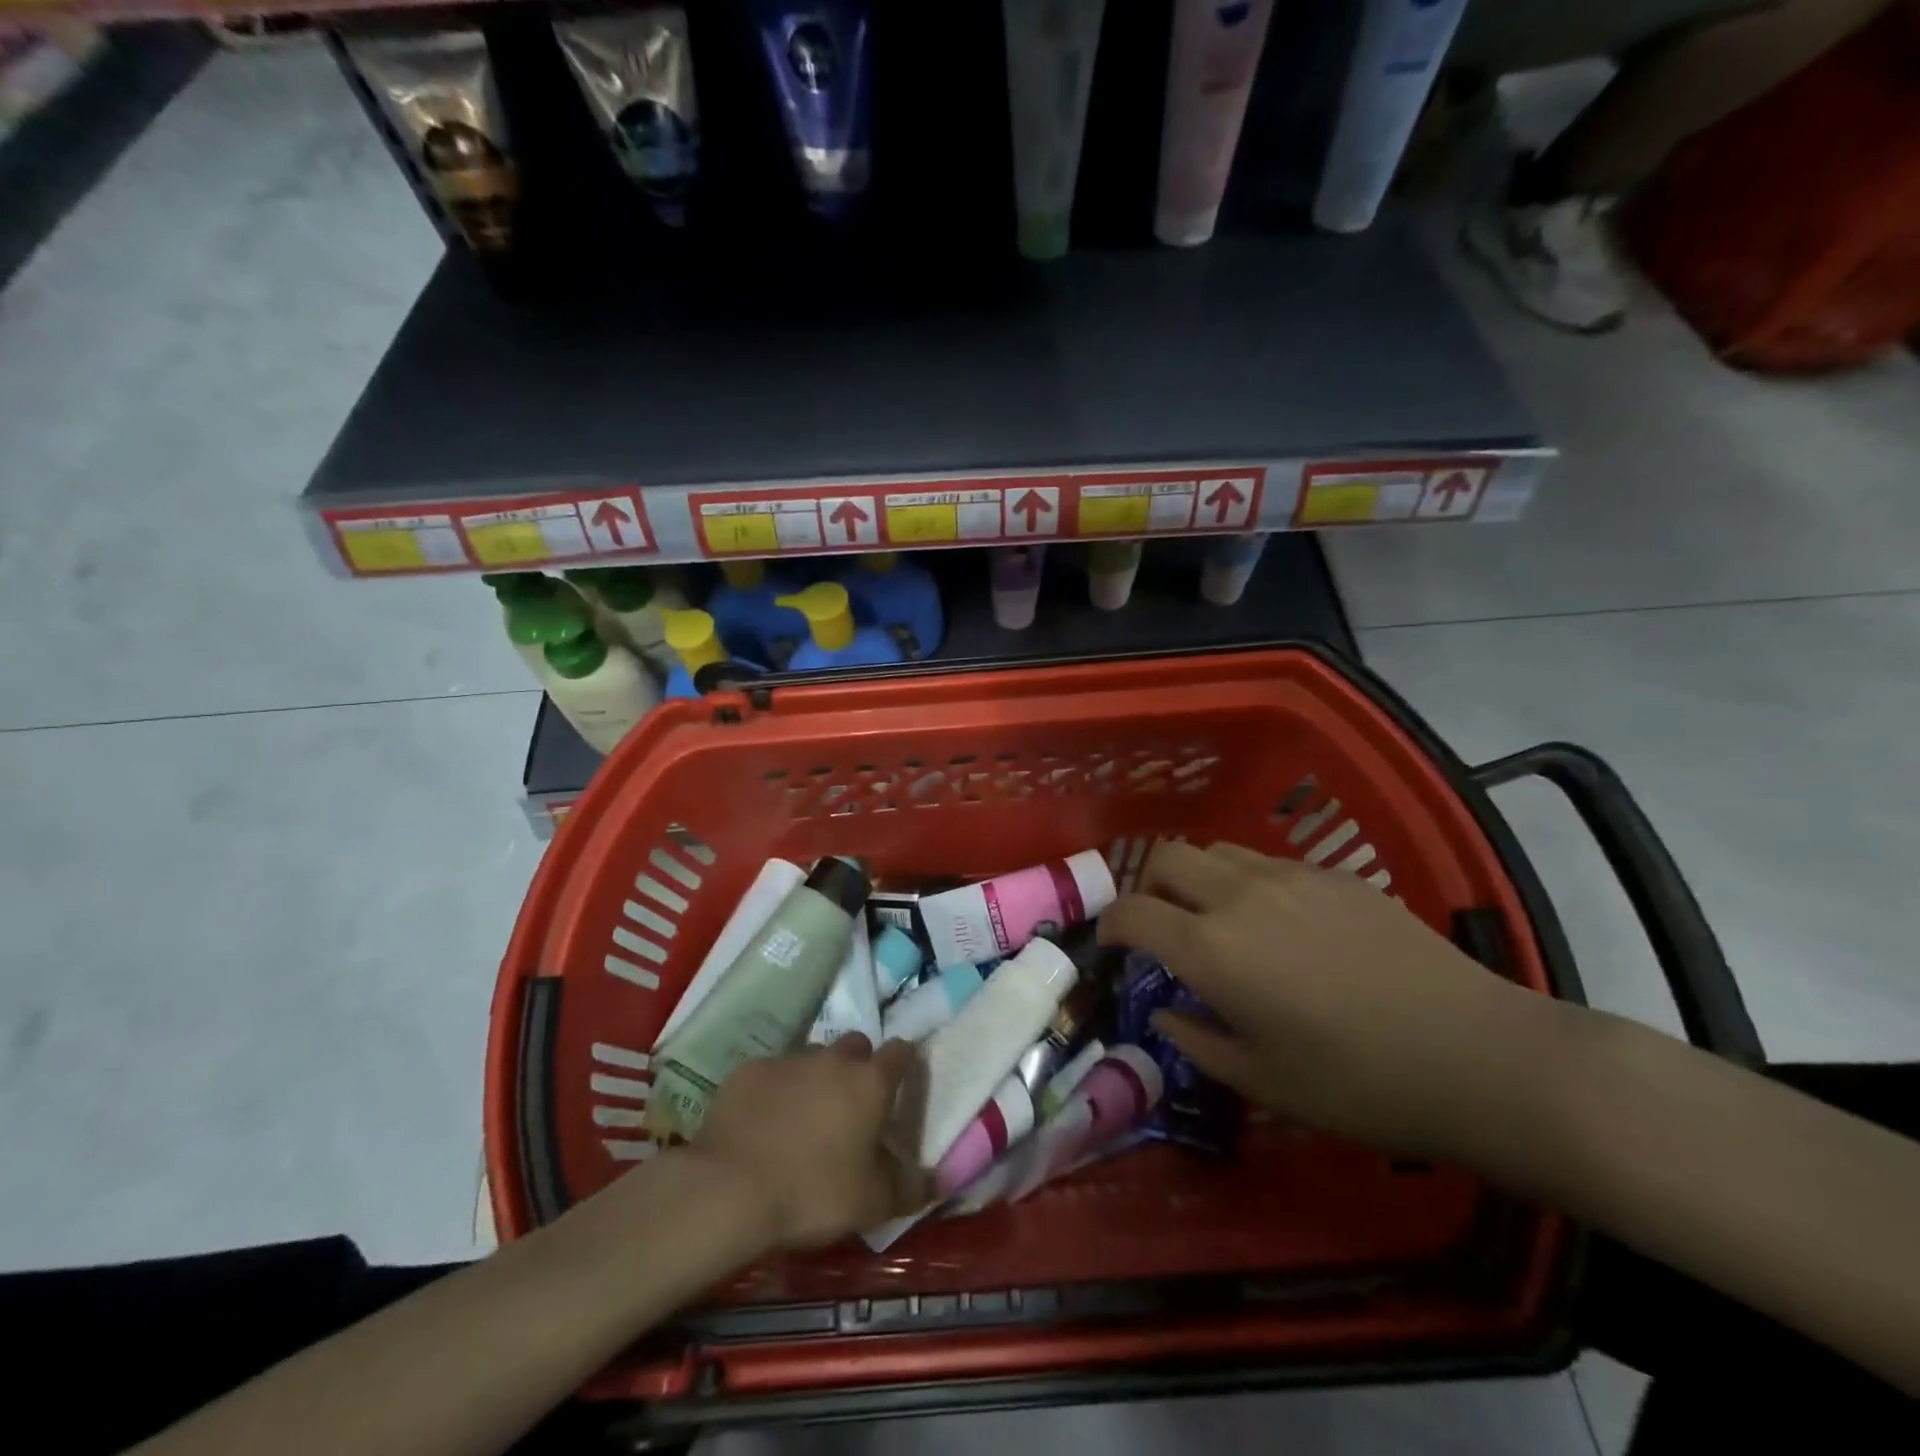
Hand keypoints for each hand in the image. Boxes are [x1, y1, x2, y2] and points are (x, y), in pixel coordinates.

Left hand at [692, 1036, 931, 1250]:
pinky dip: (774, 1091)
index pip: (900, 1051)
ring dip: (815, 1077)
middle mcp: (832, 1059)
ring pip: (812, 1057)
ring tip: (804, 1116)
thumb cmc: (814, 1193)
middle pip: (854, 1045)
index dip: (903, 1062)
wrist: (730, 1189)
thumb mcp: (873, 1203)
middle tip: (850, 1104)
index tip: (901, 1081)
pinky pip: (771, 1073)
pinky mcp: (748, 1071)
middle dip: (858, 1065)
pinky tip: (763, 1123)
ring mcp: (787, 1060)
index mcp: (869, 1082)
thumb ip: (911, 1187)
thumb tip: (940, 1181)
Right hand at [1099, 840, 1546, 1157]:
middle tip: (1159, 925)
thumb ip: (1198, 1042)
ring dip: (1197, 877)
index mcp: (1211, 947)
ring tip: (1216, 919)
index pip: (1132, 913)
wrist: (1478, 1055)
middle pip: (1166, 857)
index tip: (1109, 944)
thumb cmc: (1359, 1084)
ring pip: (1217, 850)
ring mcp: (1290, 876)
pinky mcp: (1335, 876)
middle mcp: (1239, 895)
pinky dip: (1247, 882)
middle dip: (1146, 886)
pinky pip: (1267, 862)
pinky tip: (1280, 924)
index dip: (1109, 925)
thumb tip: (1168, 1015)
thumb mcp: (1263, 1081)